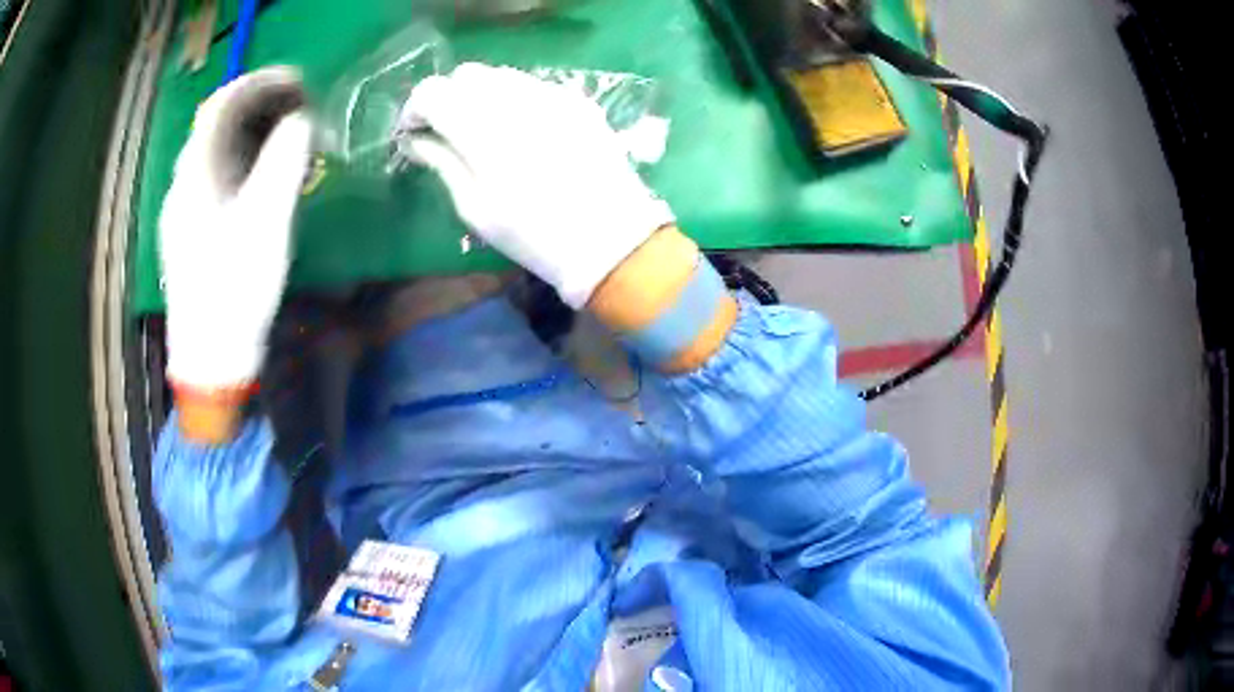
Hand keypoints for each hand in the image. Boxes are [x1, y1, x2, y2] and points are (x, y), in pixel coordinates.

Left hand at [159, 67, 311, 401]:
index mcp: (194, 179)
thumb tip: (299, 119)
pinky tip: (258, 176)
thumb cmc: (235, 291)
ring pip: (212, 152)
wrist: (210, 359)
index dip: (259, 83)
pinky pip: (213, 177)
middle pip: (214, 125)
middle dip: (256, 105)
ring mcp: (181, 212)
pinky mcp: (188, 232)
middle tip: (296, 107)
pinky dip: (239, 161)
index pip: (221, 106)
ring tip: (284, 136)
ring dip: (248, 133)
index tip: (297, 80)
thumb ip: (282, 163)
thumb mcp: (266, 224)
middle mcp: (181, 187)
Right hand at [399, 63, 674, 308]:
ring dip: (481, 95)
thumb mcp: (475, 207)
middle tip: (446, 130)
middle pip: (466, 75)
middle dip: (448, 97)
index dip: (416, 108)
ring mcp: (552, 95)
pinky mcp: (577, 101)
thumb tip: (415, 139)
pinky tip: (521, 129)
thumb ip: (442, 162)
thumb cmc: (534, 234)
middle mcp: (516, 98)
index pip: (433, 91)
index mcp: (482, 128)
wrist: (610, 238)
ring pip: (500, 75)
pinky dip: (514, 98)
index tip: (414, 132)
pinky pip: (533, 85)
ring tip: (483, 130)